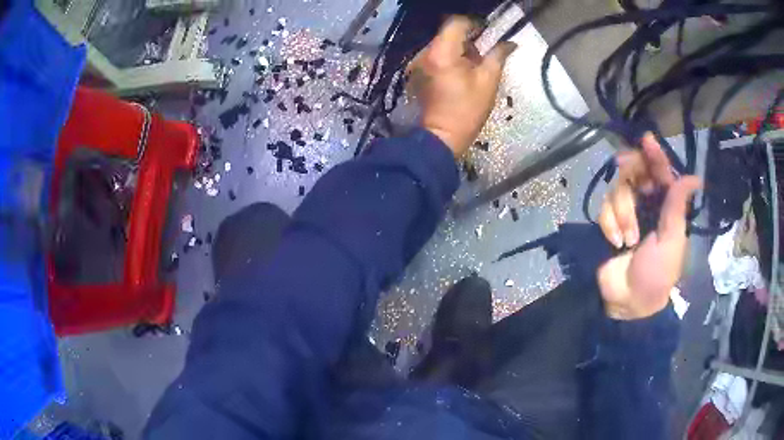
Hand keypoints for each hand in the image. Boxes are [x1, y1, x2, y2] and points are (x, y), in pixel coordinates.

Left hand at [407, 16, 516, 156]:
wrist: (442, 135)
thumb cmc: (468, 110)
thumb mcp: (488, 81)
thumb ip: (498, 56)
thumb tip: (510, 43)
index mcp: (442, 53)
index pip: (456, 23)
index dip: (473, 24)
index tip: (486, 33)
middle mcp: (426, 53)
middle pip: (447, 33)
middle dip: (467, 38)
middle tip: (483, 52)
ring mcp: (419, 63)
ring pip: (441, 44)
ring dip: (458, 48)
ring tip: (472, 65)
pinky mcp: (418, 72)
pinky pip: (436, 55)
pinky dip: (449, 57)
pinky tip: (459, 72)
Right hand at [597, 134, 701, 319]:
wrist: (626, 301)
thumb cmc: (656, 274)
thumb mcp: (671, 241)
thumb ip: (677, 207)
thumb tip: (695, 177)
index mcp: (666, 206)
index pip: (661, 172)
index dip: (655, 155)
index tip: (647, 139)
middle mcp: (646, 203)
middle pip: (635, 170)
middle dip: (630, 173)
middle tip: (623, 166)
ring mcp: (626, 212)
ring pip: (617, 189)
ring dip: (622, 212)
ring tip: (627, 240)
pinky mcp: (608, 222)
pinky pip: (604, 208)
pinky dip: (609, 224)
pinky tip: (616, 243)